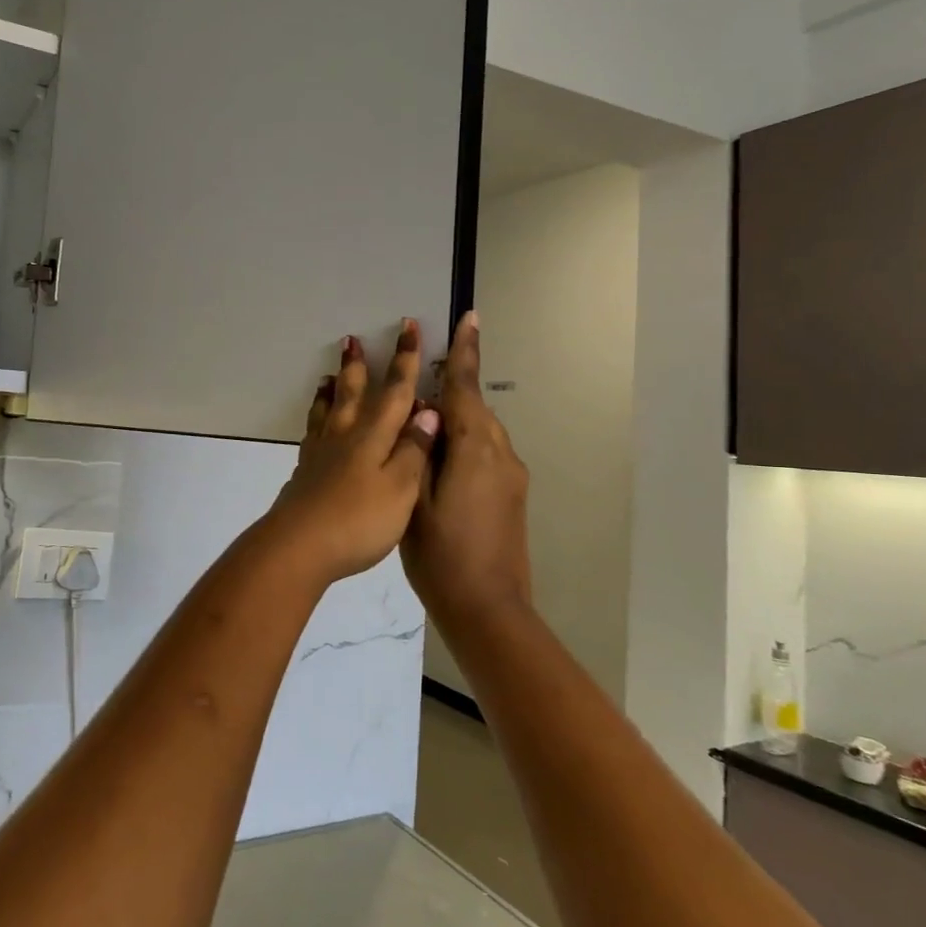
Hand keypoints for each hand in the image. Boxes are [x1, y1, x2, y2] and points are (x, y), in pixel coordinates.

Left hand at [264, 320, 441, 584]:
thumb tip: (428, 411)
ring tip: (330, 373)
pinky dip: (316, 417)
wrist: (299, 545)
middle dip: (358, 365)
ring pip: (328, 409)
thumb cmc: (358, 520)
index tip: (408, 327)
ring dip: (332, 387)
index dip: (404, 359)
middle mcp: (345, 435)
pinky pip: (312, 431)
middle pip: (352, 392)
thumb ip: (414, 450)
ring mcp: (320, 452)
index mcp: (373, 436)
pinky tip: (317, 423)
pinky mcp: (305, 471)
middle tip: (352, 338)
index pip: (394, 390)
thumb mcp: (401, 488)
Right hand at [403, 312, 532, 621]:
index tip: (470, 318)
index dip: (464, 353)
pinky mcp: (512, 494)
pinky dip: (464, 442)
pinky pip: (486, 452)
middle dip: (453, 386)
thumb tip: (425, 413)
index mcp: (475, 449)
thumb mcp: (413, 499)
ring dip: (456, 417)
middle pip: (475, 407)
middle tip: (422, 374)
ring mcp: (511, 476)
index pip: (467, 388)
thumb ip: (418, 450)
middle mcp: (501, 454)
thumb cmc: (441, 555)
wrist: (488, 609)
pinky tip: (438, 459)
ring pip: (481, 430)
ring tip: (422, 420)